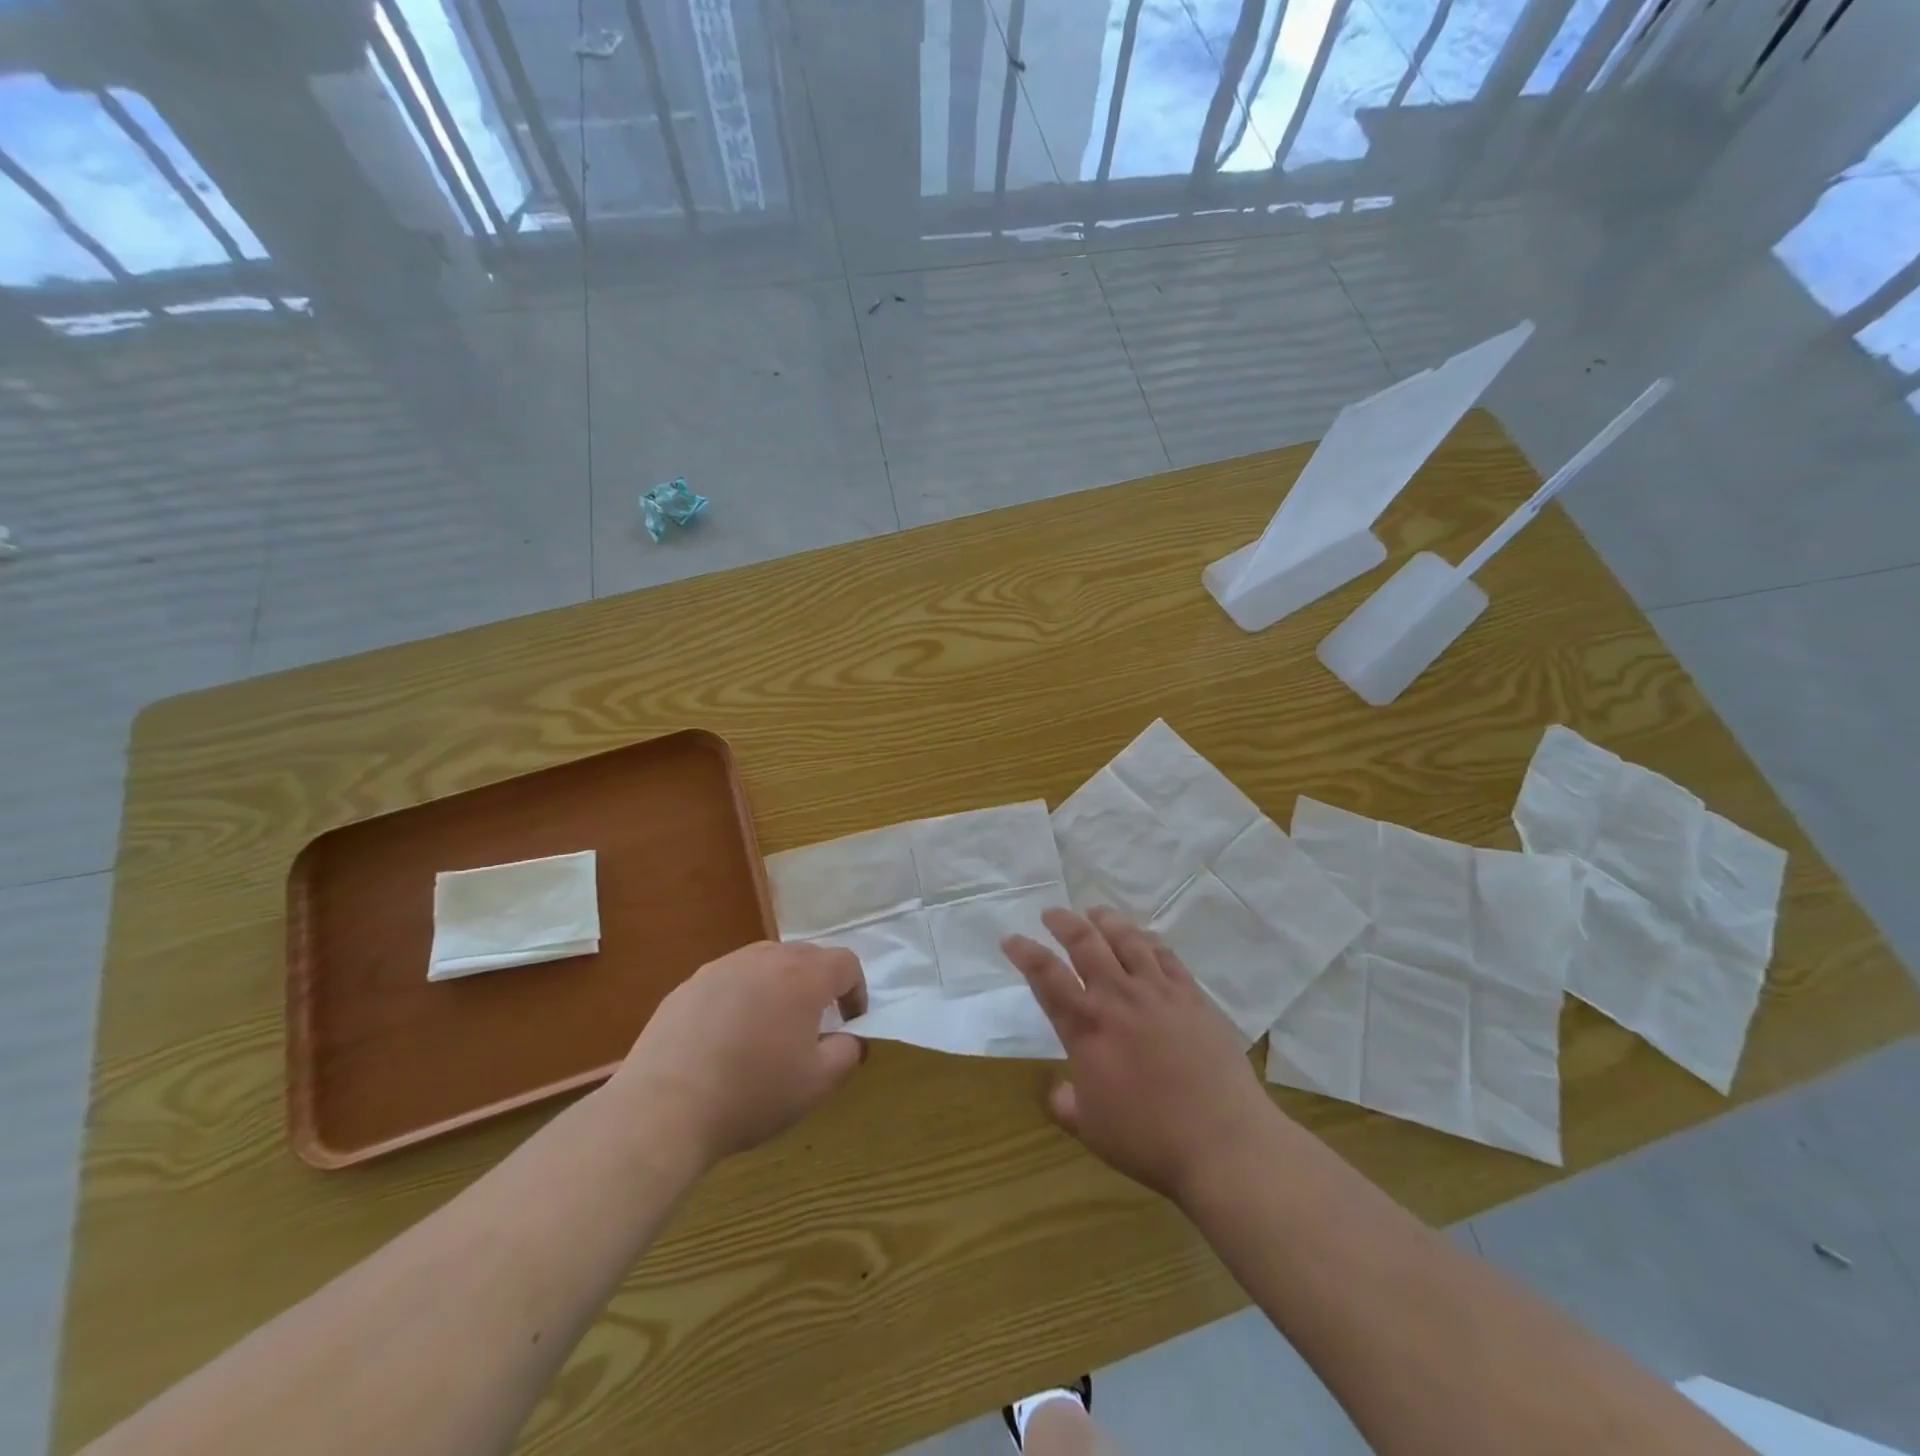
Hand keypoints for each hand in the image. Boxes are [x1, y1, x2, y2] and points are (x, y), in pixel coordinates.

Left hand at [611, 941, 866, 1168]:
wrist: (664, 1108)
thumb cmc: (752, 1094)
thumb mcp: (817, 1085)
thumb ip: (847, 1053)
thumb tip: (850, 1038)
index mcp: (803, 976)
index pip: (846, 962)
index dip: (856, 990)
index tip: (850, 1022)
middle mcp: (765, 958)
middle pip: (806, 955)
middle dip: (819, 984)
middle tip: (814, 1024)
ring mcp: (723, 967)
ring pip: (766, 962)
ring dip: (780, 985)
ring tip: (770, 1027)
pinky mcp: (689, 984)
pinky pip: (730, 979)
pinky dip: (742, 997)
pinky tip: (727, 1037)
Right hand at [1004, 908, 1280, 1206]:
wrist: (1222, 1141)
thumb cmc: (1149, 1140)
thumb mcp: (1093, 1129)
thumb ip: (1068, 1104)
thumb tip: (1056, 1091)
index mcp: (1087, 1028)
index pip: (1046, 977)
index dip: (1025, 953)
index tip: (1011, 939)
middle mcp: (1118, 998)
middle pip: (1085, 944)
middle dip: (1063, 923)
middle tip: (1052, 913)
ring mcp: (1159, 992)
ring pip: (1127, 940)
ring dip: (1106, 921)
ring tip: (1095, 913)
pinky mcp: (1192, 997)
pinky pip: (1166, 956)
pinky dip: (1149, 940)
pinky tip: (1144, 937)